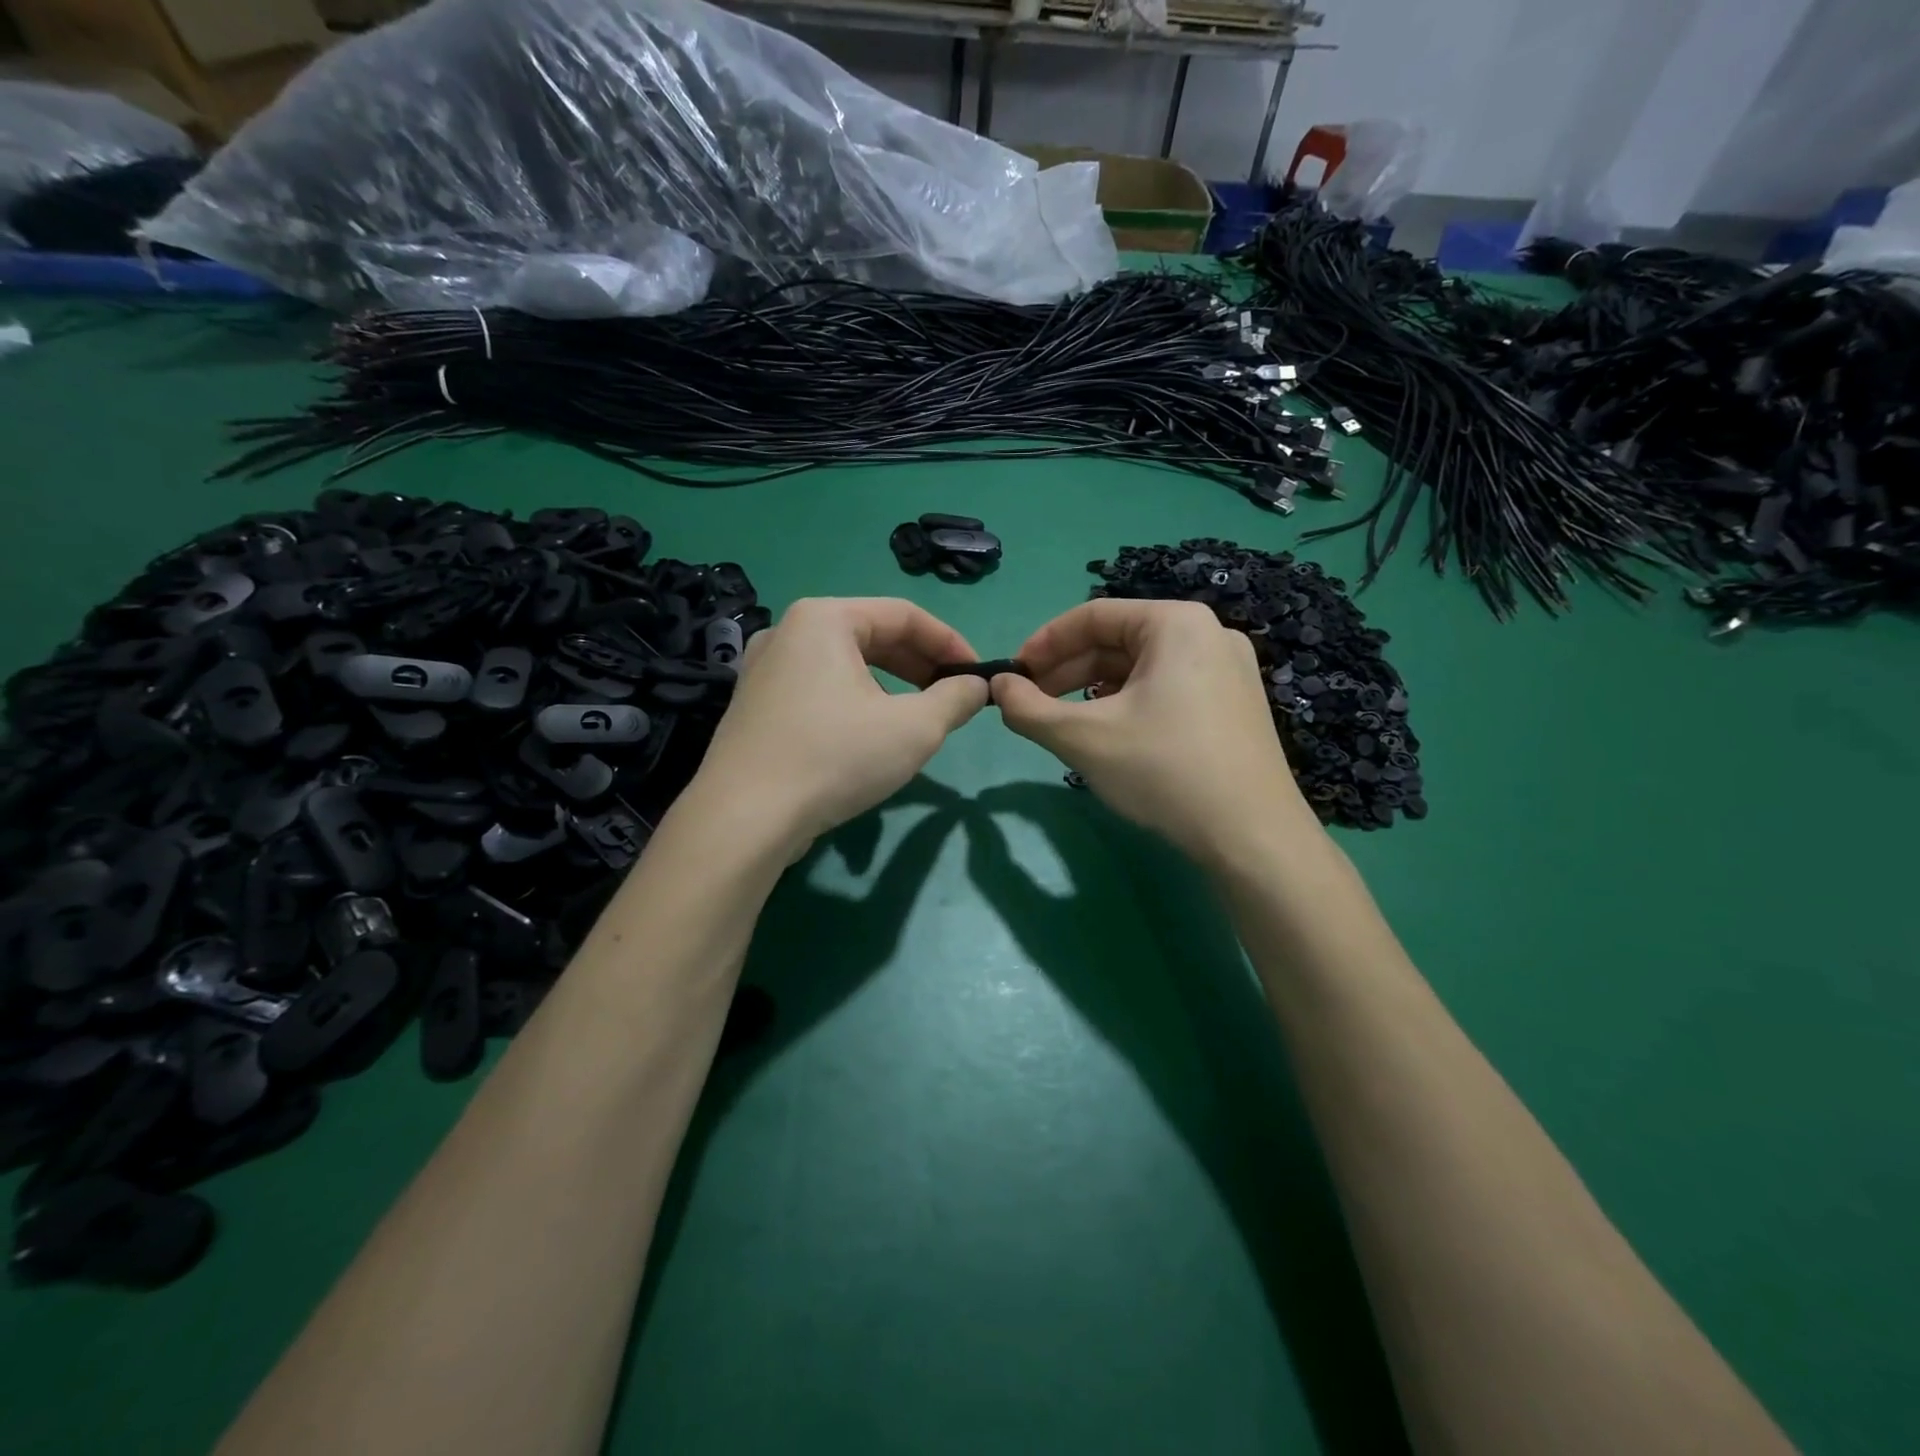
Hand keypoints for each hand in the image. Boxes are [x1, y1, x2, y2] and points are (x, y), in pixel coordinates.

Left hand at [693, 598, 988, 853]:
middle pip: (871, 635)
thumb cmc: (835, 758)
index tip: (978, 675)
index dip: (950, 642)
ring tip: (919, 716)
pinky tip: (871, 735)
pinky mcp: (755, 706)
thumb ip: (955, 699)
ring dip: (891, 685)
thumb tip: (977, 686)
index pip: (904, 614)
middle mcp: (788, 632)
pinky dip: (855, 701)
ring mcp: (764, 669)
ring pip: (845, 665)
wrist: (745, 819)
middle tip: (953, 696)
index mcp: (824, 619)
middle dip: (920, 665)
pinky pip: (819, 689)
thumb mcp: (914, 728)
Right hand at [992, 599, 1321, 866]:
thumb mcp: (1083, 738)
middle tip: (1030, 704)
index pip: (1092, 615)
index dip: (1043, 643)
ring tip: (1063, 723)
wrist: (1253, 838)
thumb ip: (1029, 708)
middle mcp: (1208, 634)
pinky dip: (1128, 705)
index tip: (1012, 676)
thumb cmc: (1164, 771)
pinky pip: (1167, 689)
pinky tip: (1110, 734)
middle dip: (1067, 671)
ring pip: (1142, 668)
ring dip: (1093, 691)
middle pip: (1119, 641)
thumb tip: (997, 687)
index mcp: (1176, 623)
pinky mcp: (1235, 705)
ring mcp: (1228, 670)